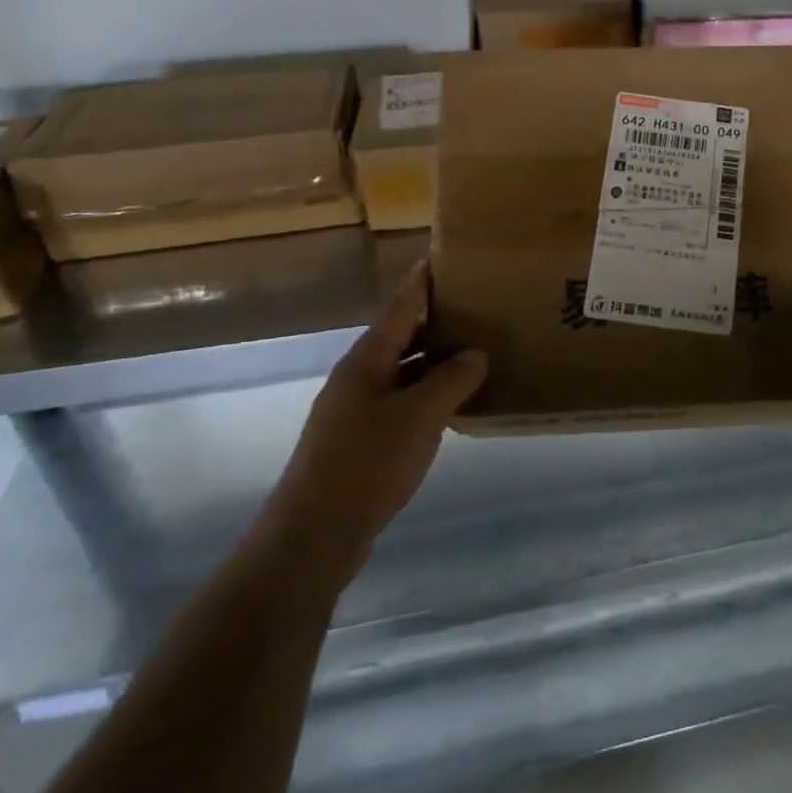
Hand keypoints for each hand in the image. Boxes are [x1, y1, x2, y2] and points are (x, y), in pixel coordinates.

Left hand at [270, 262, 487, 565]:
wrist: (314, 535)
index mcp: (366, 360)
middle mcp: (358, 377)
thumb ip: (452, 379)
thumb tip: (477, 354)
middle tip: (475, 305)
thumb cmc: (366, 464)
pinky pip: (401, 402)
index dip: (421, 282)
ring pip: (402, 371)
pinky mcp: (360, 440)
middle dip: (434, 320)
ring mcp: (356, 410)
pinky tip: (453, 403)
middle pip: (400, 336)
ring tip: (474, 350)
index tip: (443, 257)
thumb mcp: (419, 416)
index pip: (400, 307)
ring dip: (434, 360)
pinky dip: (427, 394)